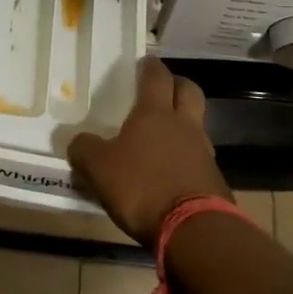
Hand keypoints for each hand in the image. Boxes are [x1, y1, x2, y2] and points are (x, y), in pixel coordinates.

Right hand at [68, 58, 230, 243]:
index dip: (150, 66)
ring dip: (185, 123)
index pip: (156, 75)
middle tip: (161, 91)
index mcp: (155, 112)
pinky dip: (189, 157)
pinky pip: (201, 157)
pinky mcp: (214, 179)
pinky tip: (174, 172)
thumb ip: (85, 150)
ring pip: (197, 123)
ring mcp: (204, 151)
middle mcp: (184, 124)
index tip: (143, 63)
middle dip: (176, 85)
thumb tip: (78, 141)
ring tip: (165, 136)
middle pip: (189, 90)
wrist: (194, 230)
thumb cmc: (142, 187)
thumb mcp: (99, 169)